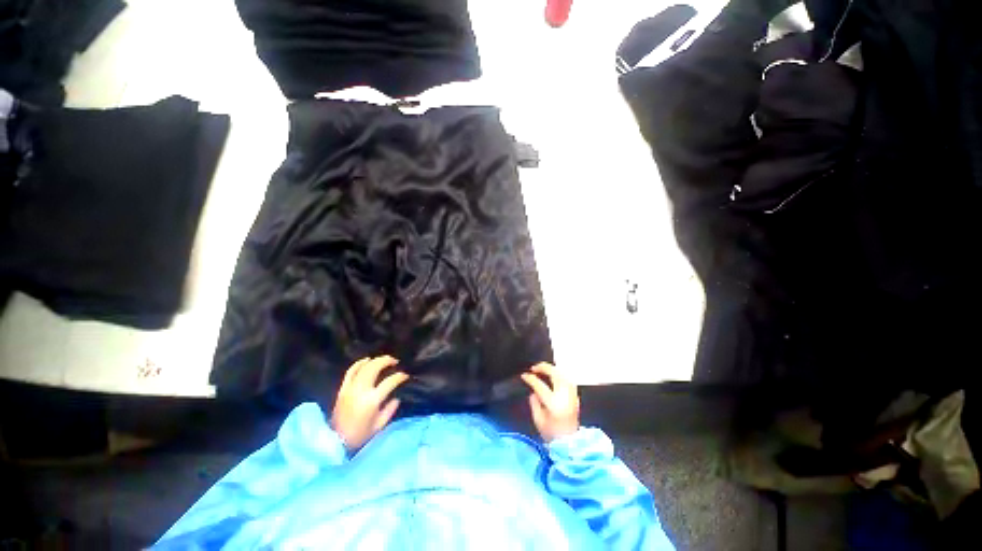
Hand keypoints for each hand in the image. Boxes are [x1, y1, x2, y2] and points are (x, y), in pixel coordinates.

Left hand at [332, 356, 408, 450]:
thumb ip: (390, 410)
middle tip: (395, 361)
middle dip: (387, 361)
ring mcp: (350, 388)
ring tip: (384, 359)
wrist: (335, 441)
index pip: (390, 382)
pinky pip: (350, 371)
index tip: (405, 376)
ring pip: (364, 367)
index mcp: (372, 400)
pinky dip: (359, 363)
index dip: (400, 377)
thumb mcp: (379, 426)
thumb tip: (396, 399)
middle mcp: (361, 390)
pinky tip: (367, 360)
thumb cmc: (359, 435)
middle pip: (375, 368)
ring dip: (375, 360)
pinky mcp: (343, 389)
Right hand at [520, 362, 579, 441]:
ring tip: (544, 369)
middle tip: (534, 368)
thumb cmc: (552, 434)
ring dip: (553, 369)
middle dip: (544, 367)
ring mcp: (572, 395)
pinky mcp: (575, 396)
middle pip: (555, 374)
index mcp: (553, 403)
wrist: (570, 443)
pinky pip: (568, 380)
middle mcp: (564, 396)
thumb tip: (534, 391)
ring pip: (563, 374)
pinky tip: (555, 376)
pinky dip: (560, 375)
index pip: (540, 385)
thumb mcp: (538, 420)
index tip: (524, 375)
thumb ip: (534, 403)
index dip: (531, 379)